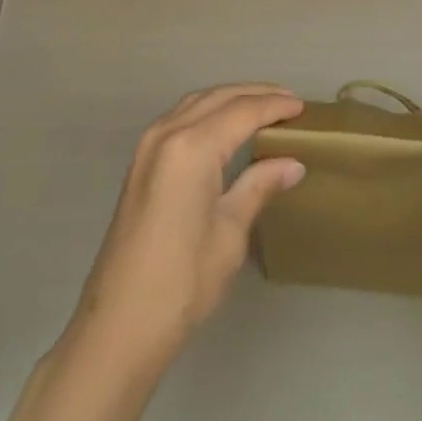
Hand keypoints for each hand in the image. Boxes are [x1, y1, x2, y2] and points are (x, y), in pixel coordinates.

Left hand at [70, 83, 304, 365]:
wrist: (119, 326)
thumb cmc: (183, 283)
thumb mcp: (230, 233)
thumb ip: (259, 186)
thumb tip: (292, 163)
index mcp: (192, 147)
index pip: (242, 112)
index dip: (274, 106)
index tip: (303, 106)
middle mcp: (167, 133)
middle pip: (218, 97)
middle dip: (255, 94)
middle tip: (288, 100)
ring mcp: (148, 145)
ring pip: (197, 102)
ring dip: (230, 98)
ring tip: (262, 106)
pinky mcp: (140, 162)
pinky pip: (180, 117)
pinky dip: (208, 110)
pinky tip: (225, 125)